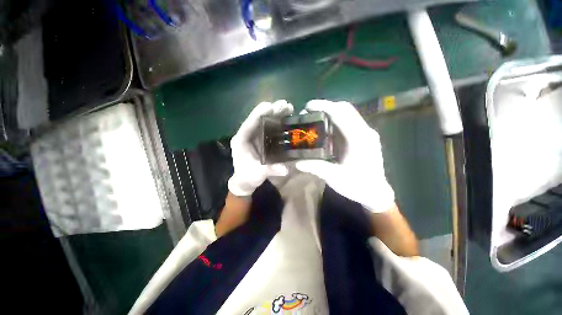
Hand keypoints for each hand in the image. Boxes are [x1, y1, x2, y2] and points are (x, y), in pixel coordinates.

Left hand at [228, 100, 293, 195]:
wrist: (247, 180)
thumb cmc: (248, 176)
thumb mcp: (258, 174)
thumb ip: (270, 170)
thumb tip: (285, 169)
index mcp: (241, 141)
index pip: (248, 124)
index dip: (258, 114)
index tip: (270, 106)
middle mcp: (247, 135)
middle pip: (258, 120)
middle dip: (271, 111)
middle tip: (285, 105)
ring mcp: (255, 136)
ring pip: (265, 122)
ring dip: (276, 114)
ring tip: (289, 108)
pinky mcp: (262, 139)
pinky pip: (270, 128)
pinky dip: (278, 122)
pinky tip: (287, 119)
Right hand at [295, 100, 394, 212]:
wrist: (375, 193)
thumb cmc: (357, 186)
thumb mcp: (334, 177)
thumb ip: (316, 167)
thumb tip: (297, 162)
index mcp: (359, 139)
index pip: (342, 113)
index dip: (324, 106)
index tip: (307, 107)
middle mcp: (365, 132)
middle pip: (345, 109)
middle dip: (326, 107)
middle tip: (308, 112)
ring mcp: (365, 133)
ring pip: (347, 114)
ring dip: (330, 112)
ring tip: (314, 118)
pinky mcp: (363, 137)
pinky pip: (348, 122)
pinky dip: (335, 121)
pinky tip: (324, 128)